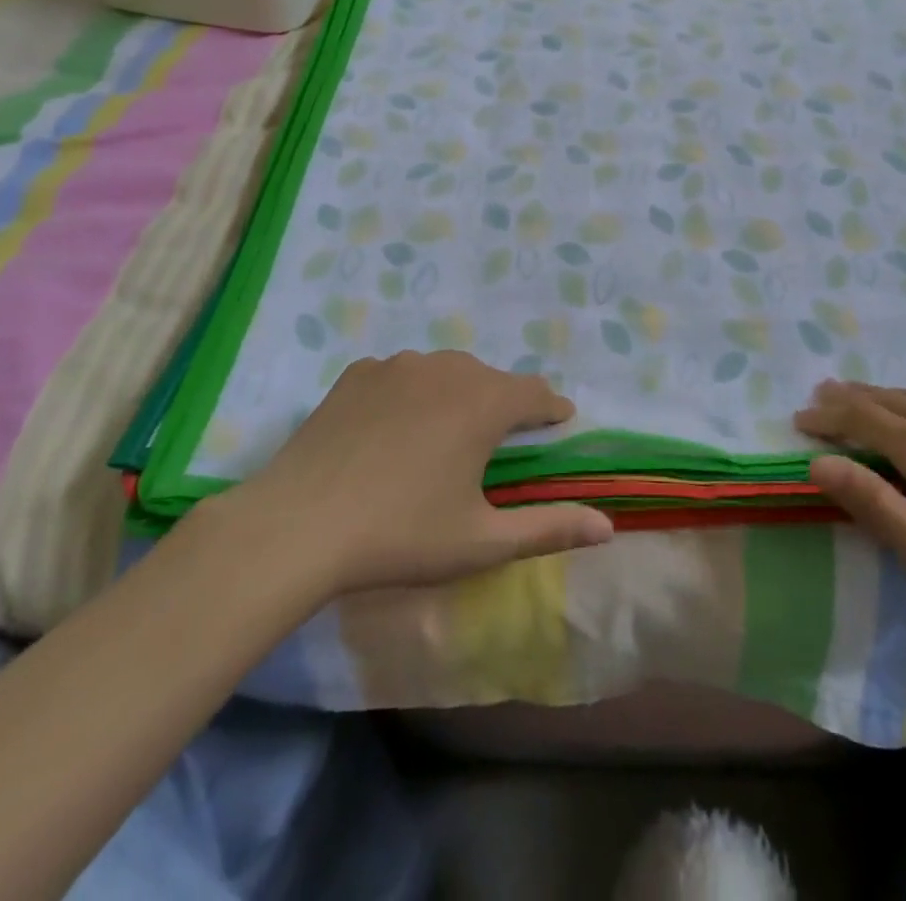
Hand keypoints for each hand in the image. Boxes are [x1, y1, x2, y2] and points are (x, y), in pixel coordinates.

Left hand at [218, 351, 613, 597]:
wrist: (297, 525)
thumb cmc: (400, 535)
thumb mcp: (481, 541)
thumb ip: (549, 528)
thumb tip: (608, 527)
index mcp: (485, 403)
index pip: (536, 394)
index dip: (551, 410)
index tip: (557, 423)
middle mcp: (448, 369)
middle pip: (492, 379)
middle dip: (504, 405)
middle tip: (495, 443)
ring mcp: (399, 365)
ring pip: (447, 370)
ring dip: (458, 394)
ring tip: (444, 433)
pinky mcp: (359, 373)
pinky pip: (402, 374)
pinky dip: (411, 392)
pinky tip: (393, 427)